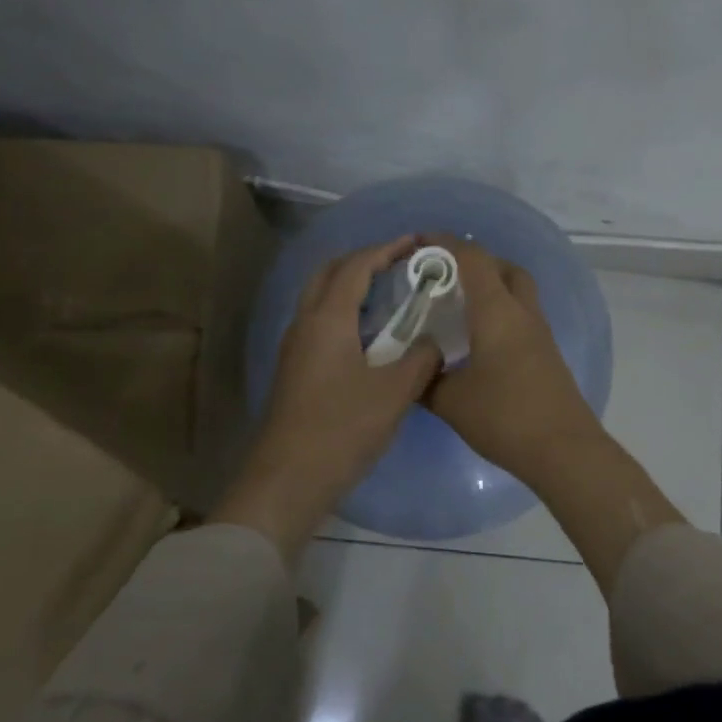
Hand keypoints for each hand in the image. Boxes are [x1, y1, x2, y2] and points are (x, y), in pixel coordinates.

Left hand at [212, 236, 438, 560]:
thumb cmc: (341, 429)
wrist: (289, 479)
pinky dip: (347, 314)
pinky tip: (373, 337)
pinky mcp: (296, 371)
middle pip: (330, 274)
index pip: (356, 267)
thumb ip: (421, 359)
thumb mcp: (394, 393)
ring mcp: (296, 349)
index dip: (386, 249)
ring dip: (353, 287)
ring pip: (322, 300)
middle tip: (400, 264)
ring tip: (392, 295)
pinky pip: (322, 325)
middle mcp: (305, 325)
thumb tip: (433, 343)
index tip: (416, 242)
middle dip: (364, 260)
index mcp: (327, 320)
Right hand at [424, 238, 603, 485]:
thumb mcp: (451, 401)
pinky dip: (501, 311)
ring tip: (459, 304)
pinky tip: (480, 337)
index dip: (445, 244)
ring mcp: (540, 333)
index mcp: (497, 312)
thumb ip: (426, 380)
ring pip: (517, 291)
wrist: (563, 449)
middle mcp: (522, 313)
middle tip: (443, 275)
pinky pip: (522, 315)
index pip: (472, 260)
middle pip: (504, 268)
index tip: (419, 243)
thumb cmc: (505, 417)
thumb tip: (408, 370)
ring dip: (491, 285)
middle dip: (474, 261)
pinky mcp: (547, 353)